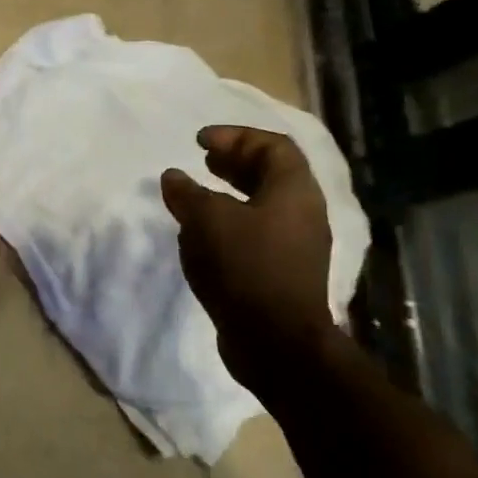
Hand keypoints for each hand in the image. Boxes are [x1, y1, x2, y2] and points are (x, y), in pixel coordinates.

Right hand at [160, 126, 336, 381]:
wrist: (276, 341)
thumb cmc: (245, 266)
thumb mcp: (207, 220)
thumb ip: (188, 193)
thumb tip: (174, 178)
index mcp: (295, 192)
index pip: (273, 146)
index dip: (236, 137)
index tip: (199, 142)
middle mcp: (303, 213)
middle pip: (272, 173)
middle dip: (235, 162)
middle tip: (202, 160)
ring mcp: (296, 245)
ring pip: (263, 204)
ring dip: (230, 193)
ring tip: (197, 194)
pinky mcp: (282, 271)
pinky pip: (257, 231)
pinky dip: (230, 221)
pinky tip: (203, 233)